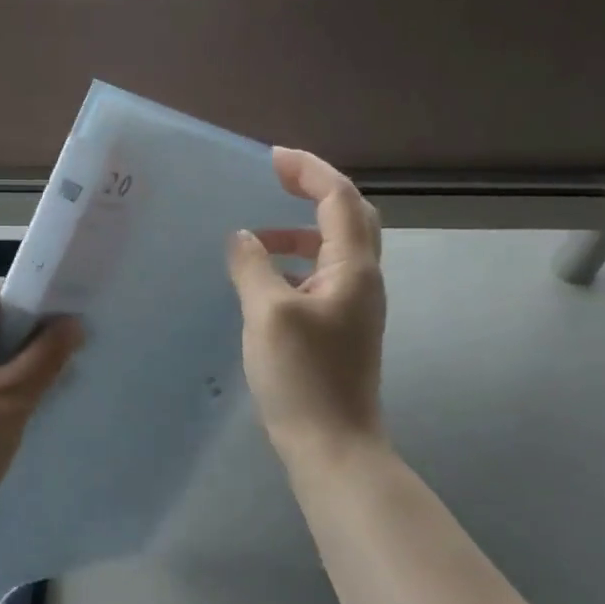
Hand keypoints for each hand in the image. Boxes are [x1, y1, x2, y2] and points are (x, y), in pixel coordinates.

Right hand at [226, 148, 387, 465]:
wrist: (332, 445)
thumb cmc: (303, 375)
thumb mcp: (268, 313)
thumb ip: (253, 266)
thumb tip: (242, 238)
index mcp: (353, 268)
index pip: (339, 198)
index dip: (309, 170)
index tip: (271, 158)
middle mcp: (362, 280)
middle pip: (349, 217)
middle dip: (314, 190)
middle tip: (274, 180)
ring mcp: (353, 306)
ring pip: (335, 248)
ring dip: (300, 230)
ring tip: (256, 236)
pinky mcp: (339, 328)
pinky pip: (320, 276)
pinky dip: (295, 262)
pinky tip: (262, 279)